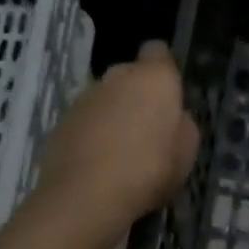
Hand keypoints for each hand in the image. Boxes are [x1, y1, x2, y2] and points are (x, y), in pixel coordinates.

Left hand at [34, 41, 199, 237]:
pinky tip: (97, 162)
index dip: (164, 69)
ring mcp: (86, 96)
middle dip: (138, 94)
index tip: (169, 94)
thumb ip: (183, 125)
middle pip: (131, 74)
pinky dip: (92, 132)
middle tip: (148, 129)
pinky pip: (86, 118)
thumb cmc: (147, 170)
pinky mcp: (62, 119)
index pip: (158, 51)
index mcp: (154, 77)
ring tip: (120, 151)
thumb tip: (176, 117)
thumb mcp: (186, 153)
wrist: (84, 197)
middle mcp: (117, 76)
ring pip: (106, 97)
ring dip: (114, 113)